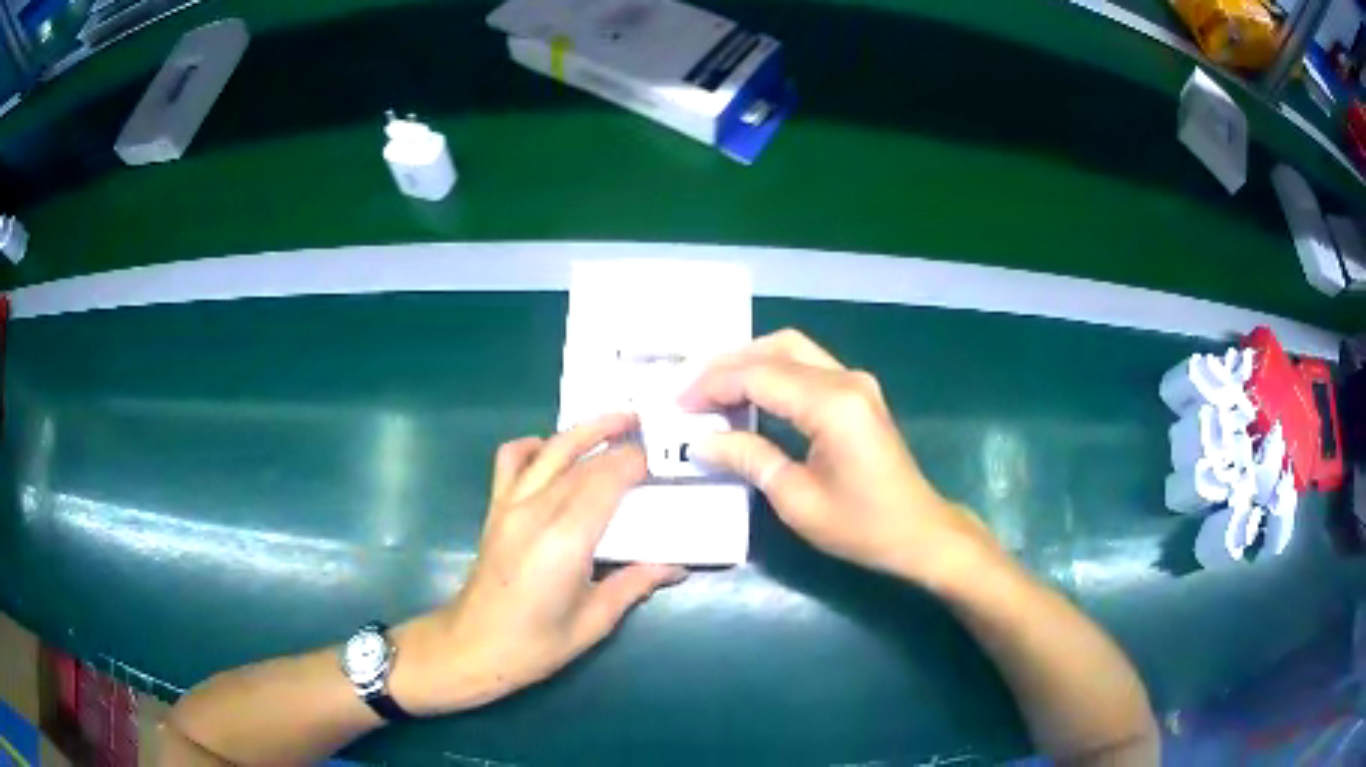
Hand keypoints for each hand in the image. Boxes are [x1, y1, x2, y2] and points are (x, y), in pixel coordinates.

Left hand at [391, 414, 685, 715]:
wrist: (471, 647)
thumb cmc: (534, 644)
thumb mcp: (594, 621)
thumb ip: (634, 585)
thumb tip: (675, 567)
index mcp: (566, 540)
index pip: (605, 481)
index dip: (634, 462)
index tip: (660, 460)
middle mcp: (536, 511)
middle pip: (582, 460)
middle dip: (617, 440)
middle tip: (649, 429)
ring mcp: (510, 505)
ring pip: (549, 449)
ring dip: (582, 430)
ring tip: (613, 421)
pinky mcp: (495, 508)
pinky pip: (510, 460)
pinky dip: (533, 445)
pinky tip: (553, 451)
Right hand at [681, 330, 995, 587]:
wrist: (918, 533)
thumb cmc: (860, 526)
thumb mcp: (797, 499)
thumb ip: (749, 459)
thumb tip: (700, 441)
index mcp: (832, 404)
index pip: (760, 375)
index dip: (713, 385)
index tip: (678, 404)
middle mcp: (846, 379)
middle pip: (777, 347)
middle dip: (728, 363)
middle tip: (690, 390)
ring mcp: (856, 382)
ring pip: (793, 350)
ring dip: (750, 363)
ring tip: (711, 390)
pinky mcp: (858, 393)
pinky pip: (808, 367)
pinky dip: (773, 374)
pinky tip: (749, 395)